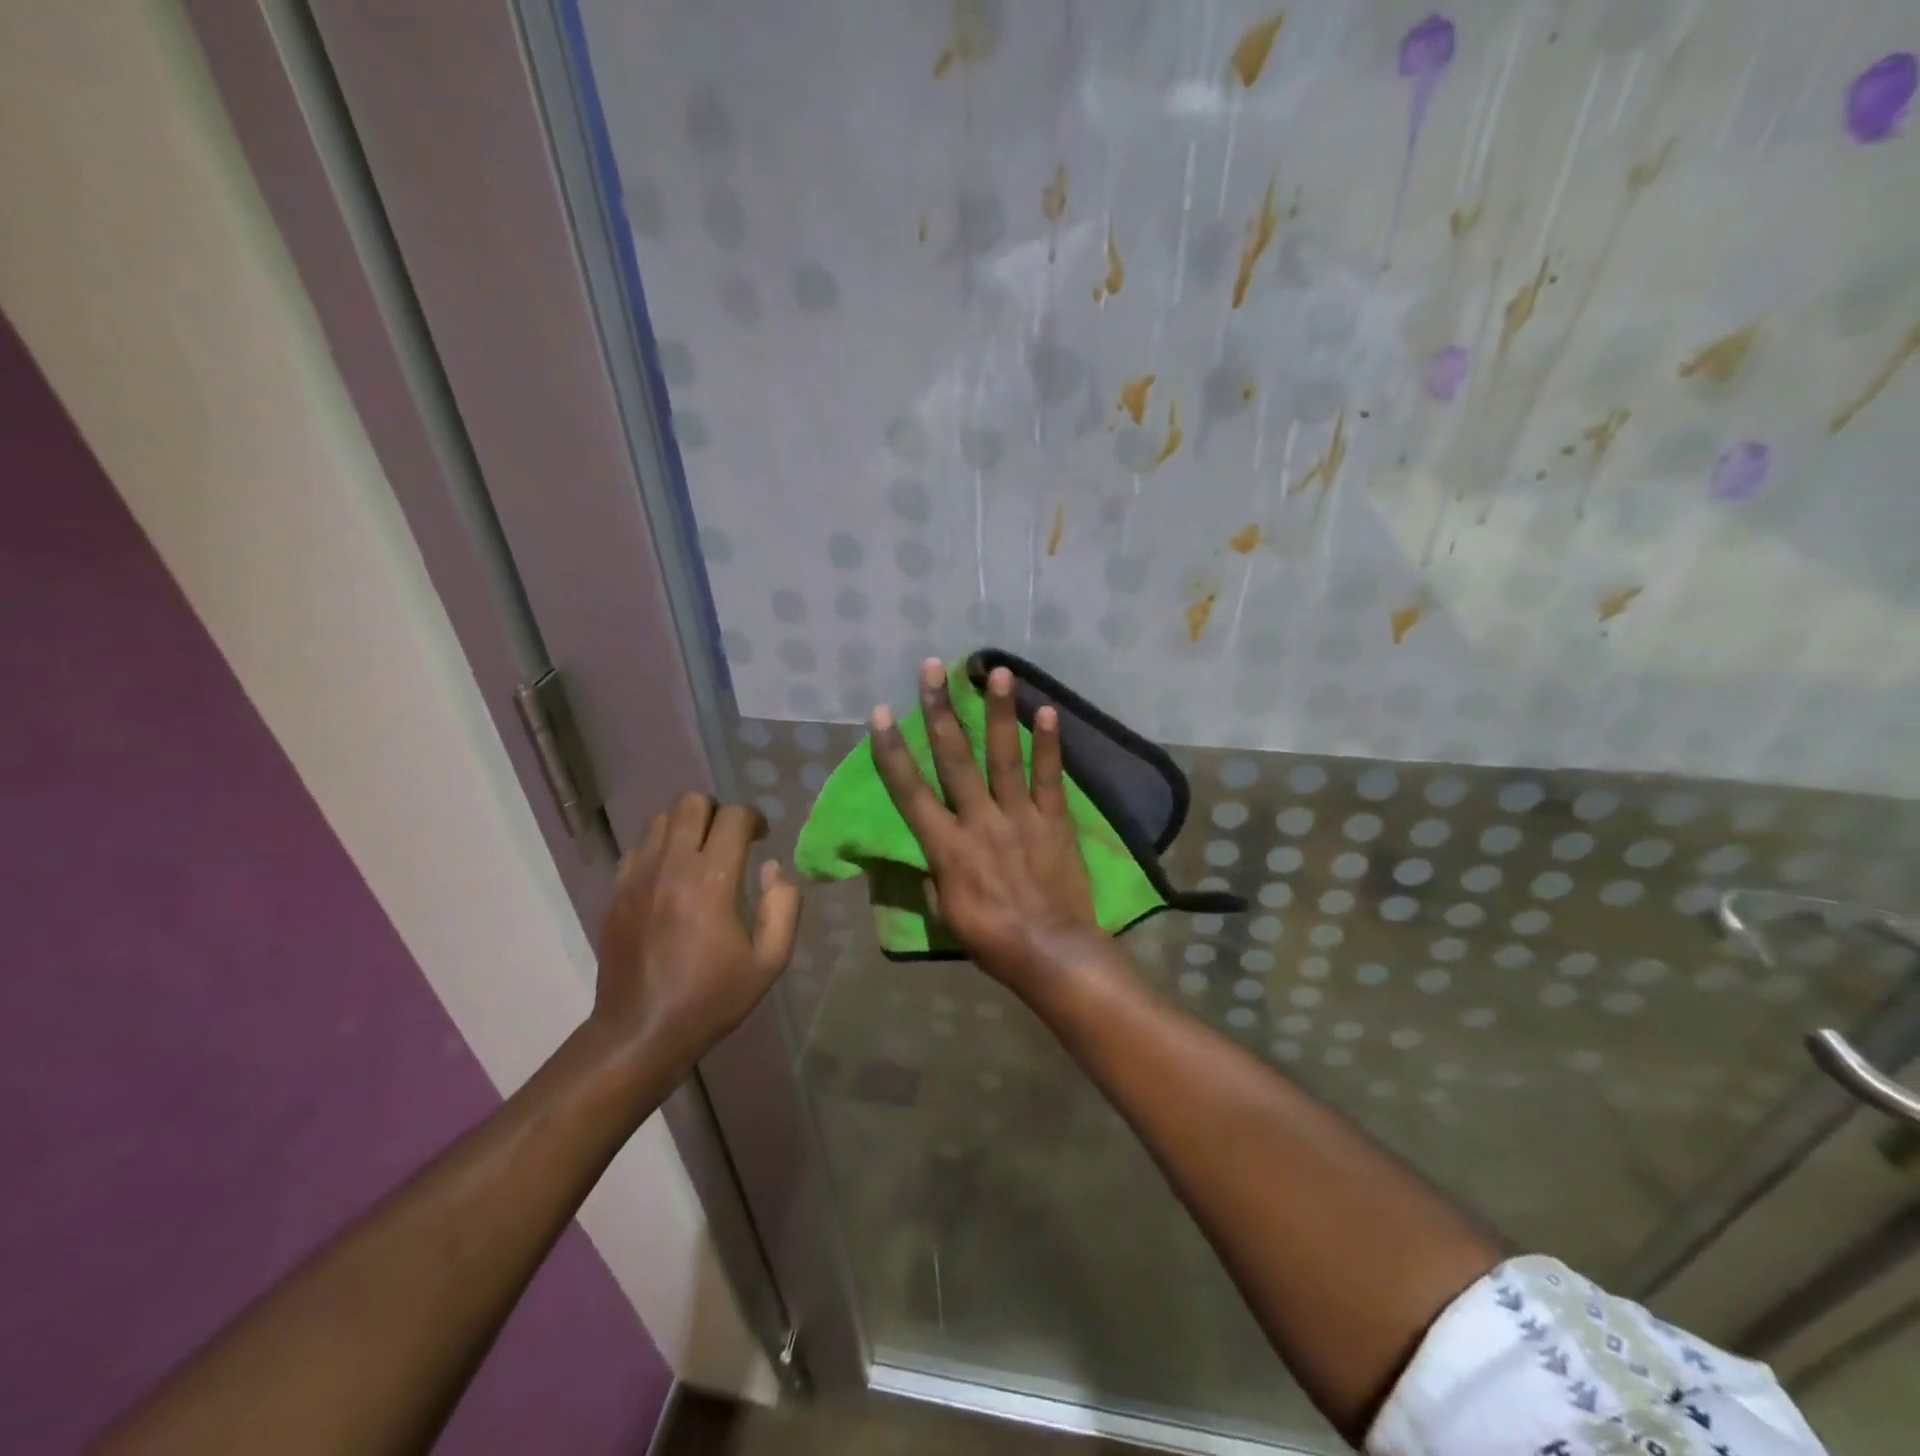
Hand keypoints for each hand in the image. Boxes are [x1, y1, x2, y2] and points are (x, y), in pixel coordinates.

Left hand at [591, 792, 801, 1074]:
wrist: (640, 1032)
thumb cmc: (711, 999)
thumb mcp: (769, 963)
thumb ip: (784, 908)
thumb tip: (774, 868)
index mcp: (711, 881)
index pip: (733, 816)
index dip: (754, 818)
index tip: (762, 838)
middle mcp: (671, 867)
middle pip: (692, 803)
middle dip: (718, 812)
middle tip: (730, 840)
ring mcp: (637, 877)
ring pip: (662, 819)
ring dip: (687, 826)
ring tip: (701, 855)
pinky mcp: (617, 892)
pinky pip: (639, 847)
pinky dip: (660, 848)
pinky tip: (671, 876)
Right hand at [869, 659, 1100, 987]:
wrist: (1051, 952)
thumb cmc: (991, 939)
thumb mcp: (944, 913)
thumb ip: (934, 874)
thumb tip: (931, 854)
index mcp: (946, 846)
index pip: (910, 792)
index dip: (892, 751)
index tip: (879, 713)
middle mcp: (979, 821)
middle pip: (955, 759)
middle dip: (940, 711)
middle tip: (933, 669)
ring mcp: (1019, 816)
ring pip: (1004, 756)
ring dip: (998, 711)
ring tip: (996, 671)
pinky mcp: (1053, 820)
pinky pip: (1049, 776)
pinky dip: (1049, 744)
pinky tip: (1048, 710)